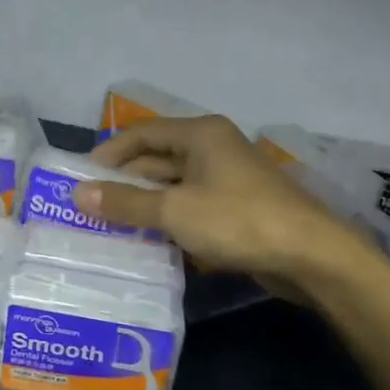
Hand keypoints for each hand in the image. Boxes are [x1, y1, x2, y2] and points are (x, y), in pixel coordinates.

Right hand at [75, 115, 375, 285]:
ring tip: (110, 225)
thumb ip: (126, 202)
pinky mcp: (236, 208)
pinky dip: (168, 220)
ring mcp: (227, 179)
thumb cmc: (238, 220)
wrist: (311, 255)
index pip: (141, 133)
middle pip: (157, 158)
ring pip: (174, 186)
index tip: (80, 178)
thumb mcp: (174, 211)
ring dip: (145, 203)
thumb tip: (78, 194)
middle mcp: (213, 148)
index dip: (109, 153)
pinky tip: (147, 241)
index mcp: (200, 134)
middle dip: (124, 181)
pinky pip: (191, 207)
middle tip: (90, 206)